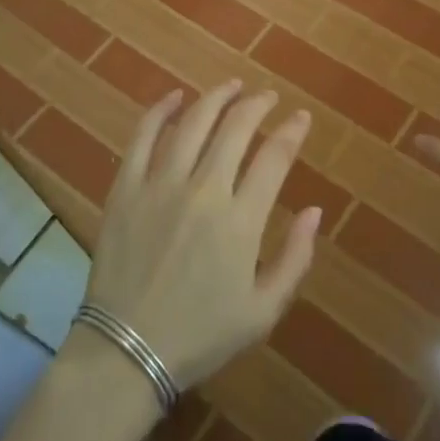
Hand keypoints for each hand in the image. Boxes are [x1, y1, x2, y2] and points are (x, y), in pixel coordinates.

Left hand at [78, 81, 323, 392]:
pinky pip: (143, 137)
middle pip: (235, 128)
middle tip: (267, 97)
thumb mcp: (263, 312)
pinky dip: (160, 111)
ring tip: (231, 86)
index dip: (291, 131)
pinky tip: (175, 97)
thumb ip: (295, 258)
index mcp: (241, 221)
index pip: (274, 157)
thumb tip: (314, 210)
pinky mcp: (126, 188)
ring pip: (193, 122)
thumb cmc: (200, 335)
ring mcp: (160, 185)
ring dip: (216, 98)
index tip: (300, 117)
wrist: (125, 353)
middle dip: (258, 105)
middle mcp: (204, 191)